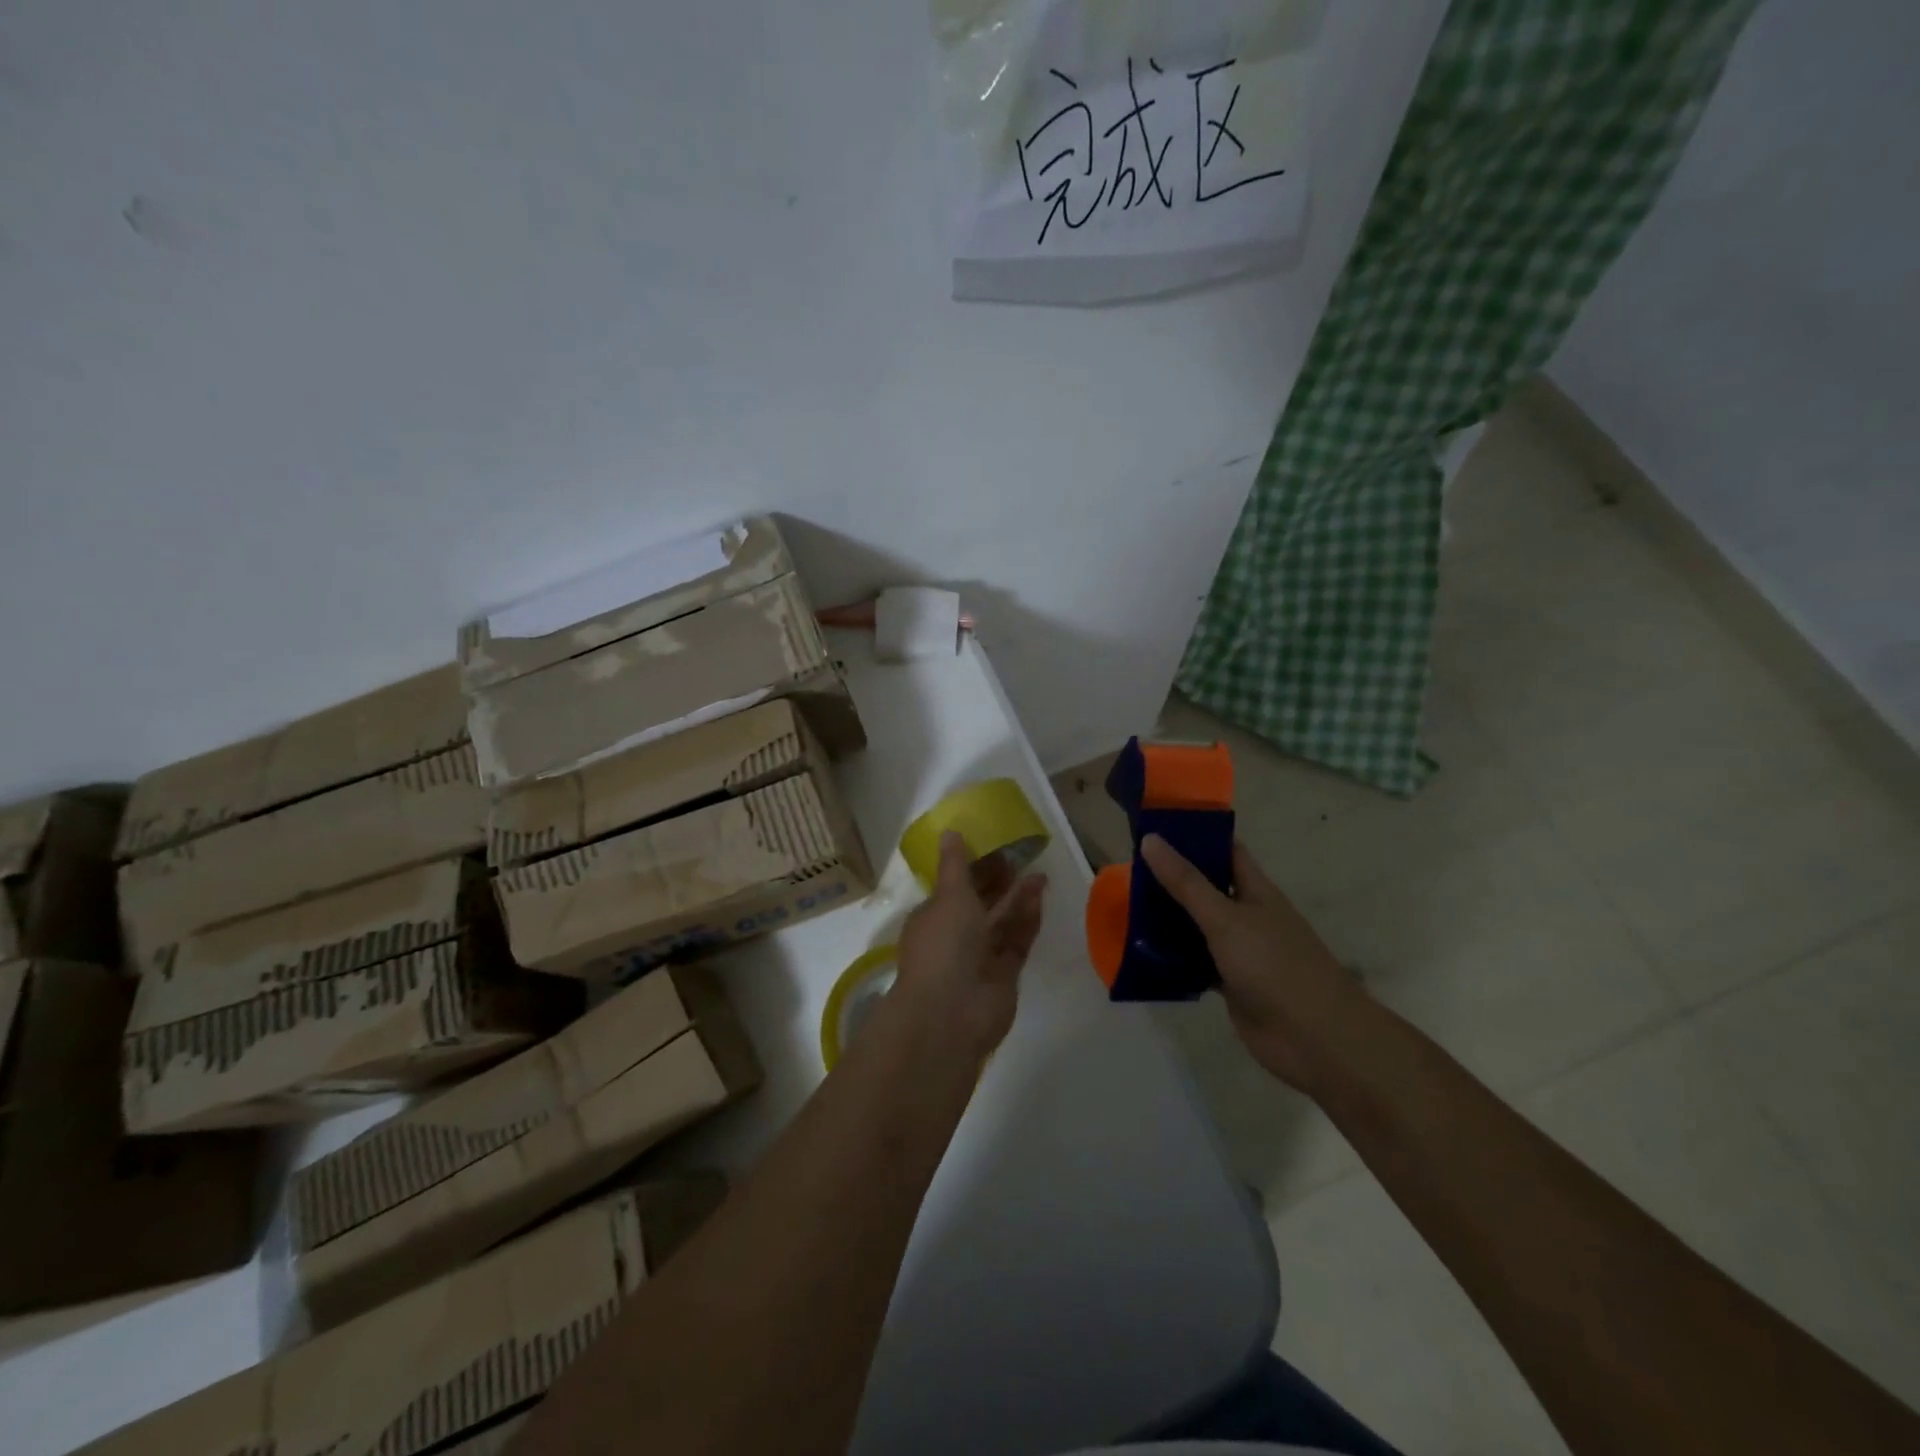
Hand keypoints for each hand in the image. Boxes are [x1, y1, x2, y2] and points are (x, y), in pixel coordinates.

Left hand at [890, 831, 1046, 1061]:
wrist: (952, 1012)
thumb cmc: (944, 945)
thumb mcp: (948, 896)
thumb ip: (955, 865)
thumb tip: (949, 831)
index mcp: (932, 917)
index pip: (953, 887)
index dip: (973, 868)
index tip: (995, 847)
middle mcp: (954, 937)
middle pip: (980, 904)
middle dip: (999, 882)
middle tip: (1024, 856)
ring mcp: (979, 958)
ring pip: (1001, 922)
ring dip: (1018, 898)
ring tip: (1040, 873)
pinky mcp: (1004, 975)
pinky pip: (1017, 942)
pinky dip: (1027, 921)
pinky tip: (1040, 897)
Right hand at [1139, 834, 1363, 1093]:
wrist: (1315, 1039)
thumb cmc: (1274, 966)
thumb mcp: (1225, 919)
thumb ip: (1186, 882)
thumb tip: (1151, 840)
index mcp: (1255, 891)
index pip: (1224, 850)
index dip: (1195, 835)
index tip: (1156, 827)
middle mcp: (1247, 915)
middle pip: (1206, 887)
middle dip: (1171, 878)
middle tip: (1127, 869)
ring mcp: (1240, 951)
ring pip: (1198, 926)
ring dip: (1169, 920)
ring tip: (1124, 907)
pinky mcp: (1231, 984)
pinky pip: (1196, 963)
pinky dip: (1174, 959)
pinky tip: (1142, 954)